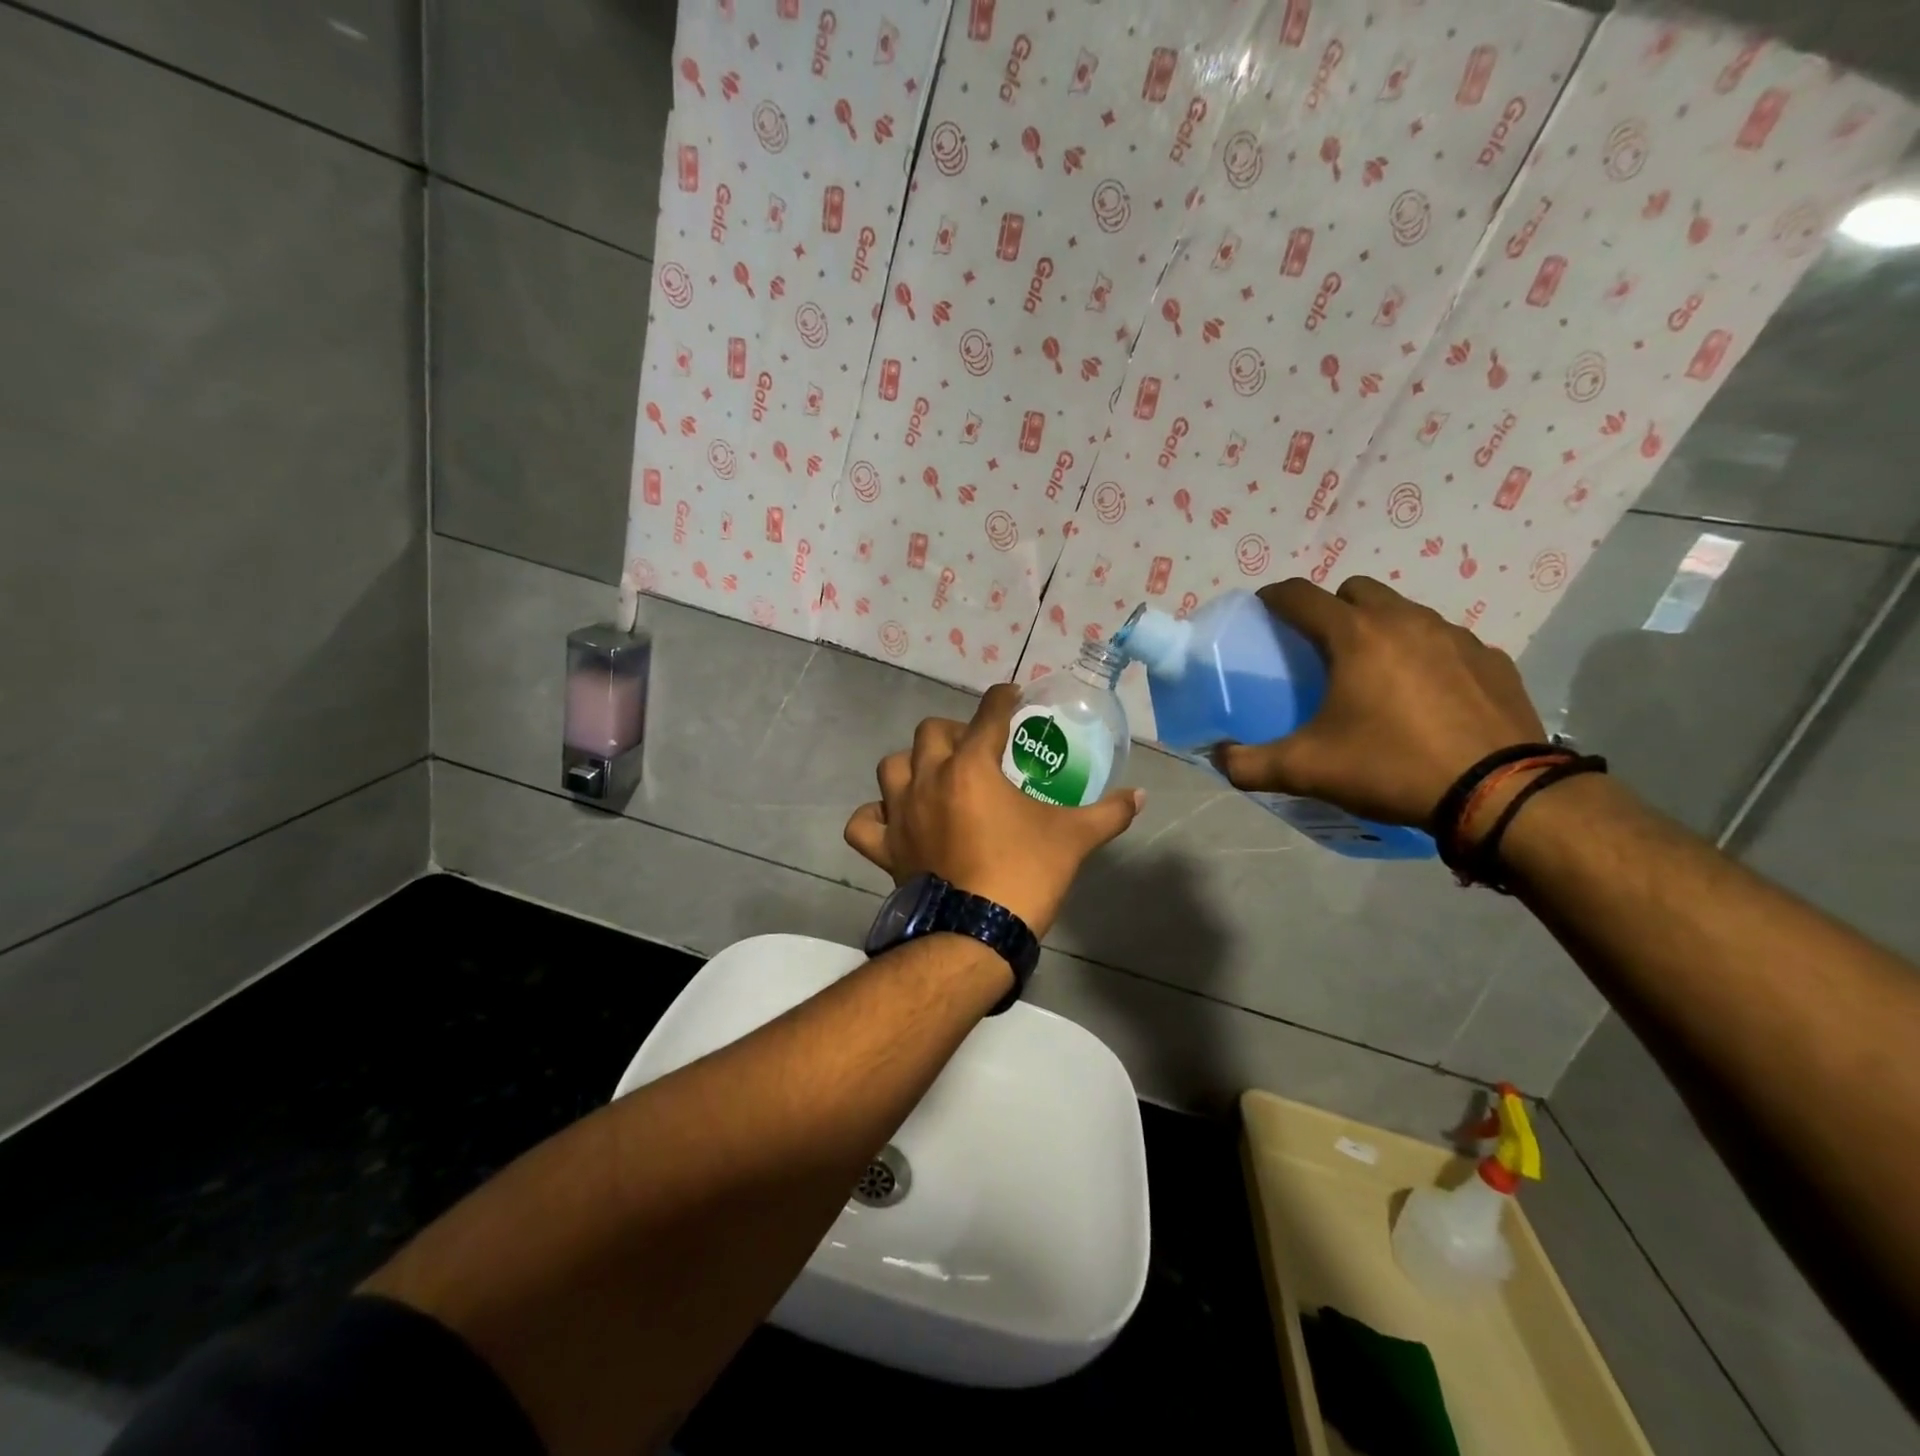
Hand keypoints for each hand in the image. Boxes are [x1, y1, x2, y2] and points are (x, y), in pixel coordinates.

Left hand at [844, 684, 1144, 935]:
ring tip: (935, 778)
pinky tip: (894, 820)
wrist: (976, 935)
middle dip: (955, 731)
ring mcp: (900, 814)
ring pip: (891, 767)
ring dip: (912, 765)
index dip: (1002, 699)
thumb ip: (1108, 813)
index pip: (988, 715)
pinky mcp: (884, 849)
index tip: (1011, 695)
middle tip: (977, 750)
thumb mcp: (1074, 839)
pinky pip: (865, 822)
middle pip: (931, 731)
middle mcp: (928, 780)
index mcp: (971, 768)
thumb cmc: (1025, 875)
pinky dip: (876, 816)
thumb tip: (1141, 796)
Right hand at [1217, 577, 1546, 827]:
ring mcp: (1455, 636)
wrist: (1499, 794)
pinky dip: (1424, 655)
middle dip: (1331, 608)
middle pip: (1356, 591)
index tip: (1263, 611)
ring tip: (1373, 673)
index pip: (1301, 595)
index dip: (1274, 597)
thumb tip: (1217, 757)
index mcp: (1355, 636)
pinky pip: (1445, 642)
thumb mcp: (1307, 770)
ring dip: (1380, 628)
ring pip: (1404, 612)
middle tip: (1320, 648)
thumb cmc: (1391, 767)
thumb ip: (1249, 764)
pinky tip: (1424, 696)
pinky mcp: (1491, 660)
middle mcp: (1405, 621)